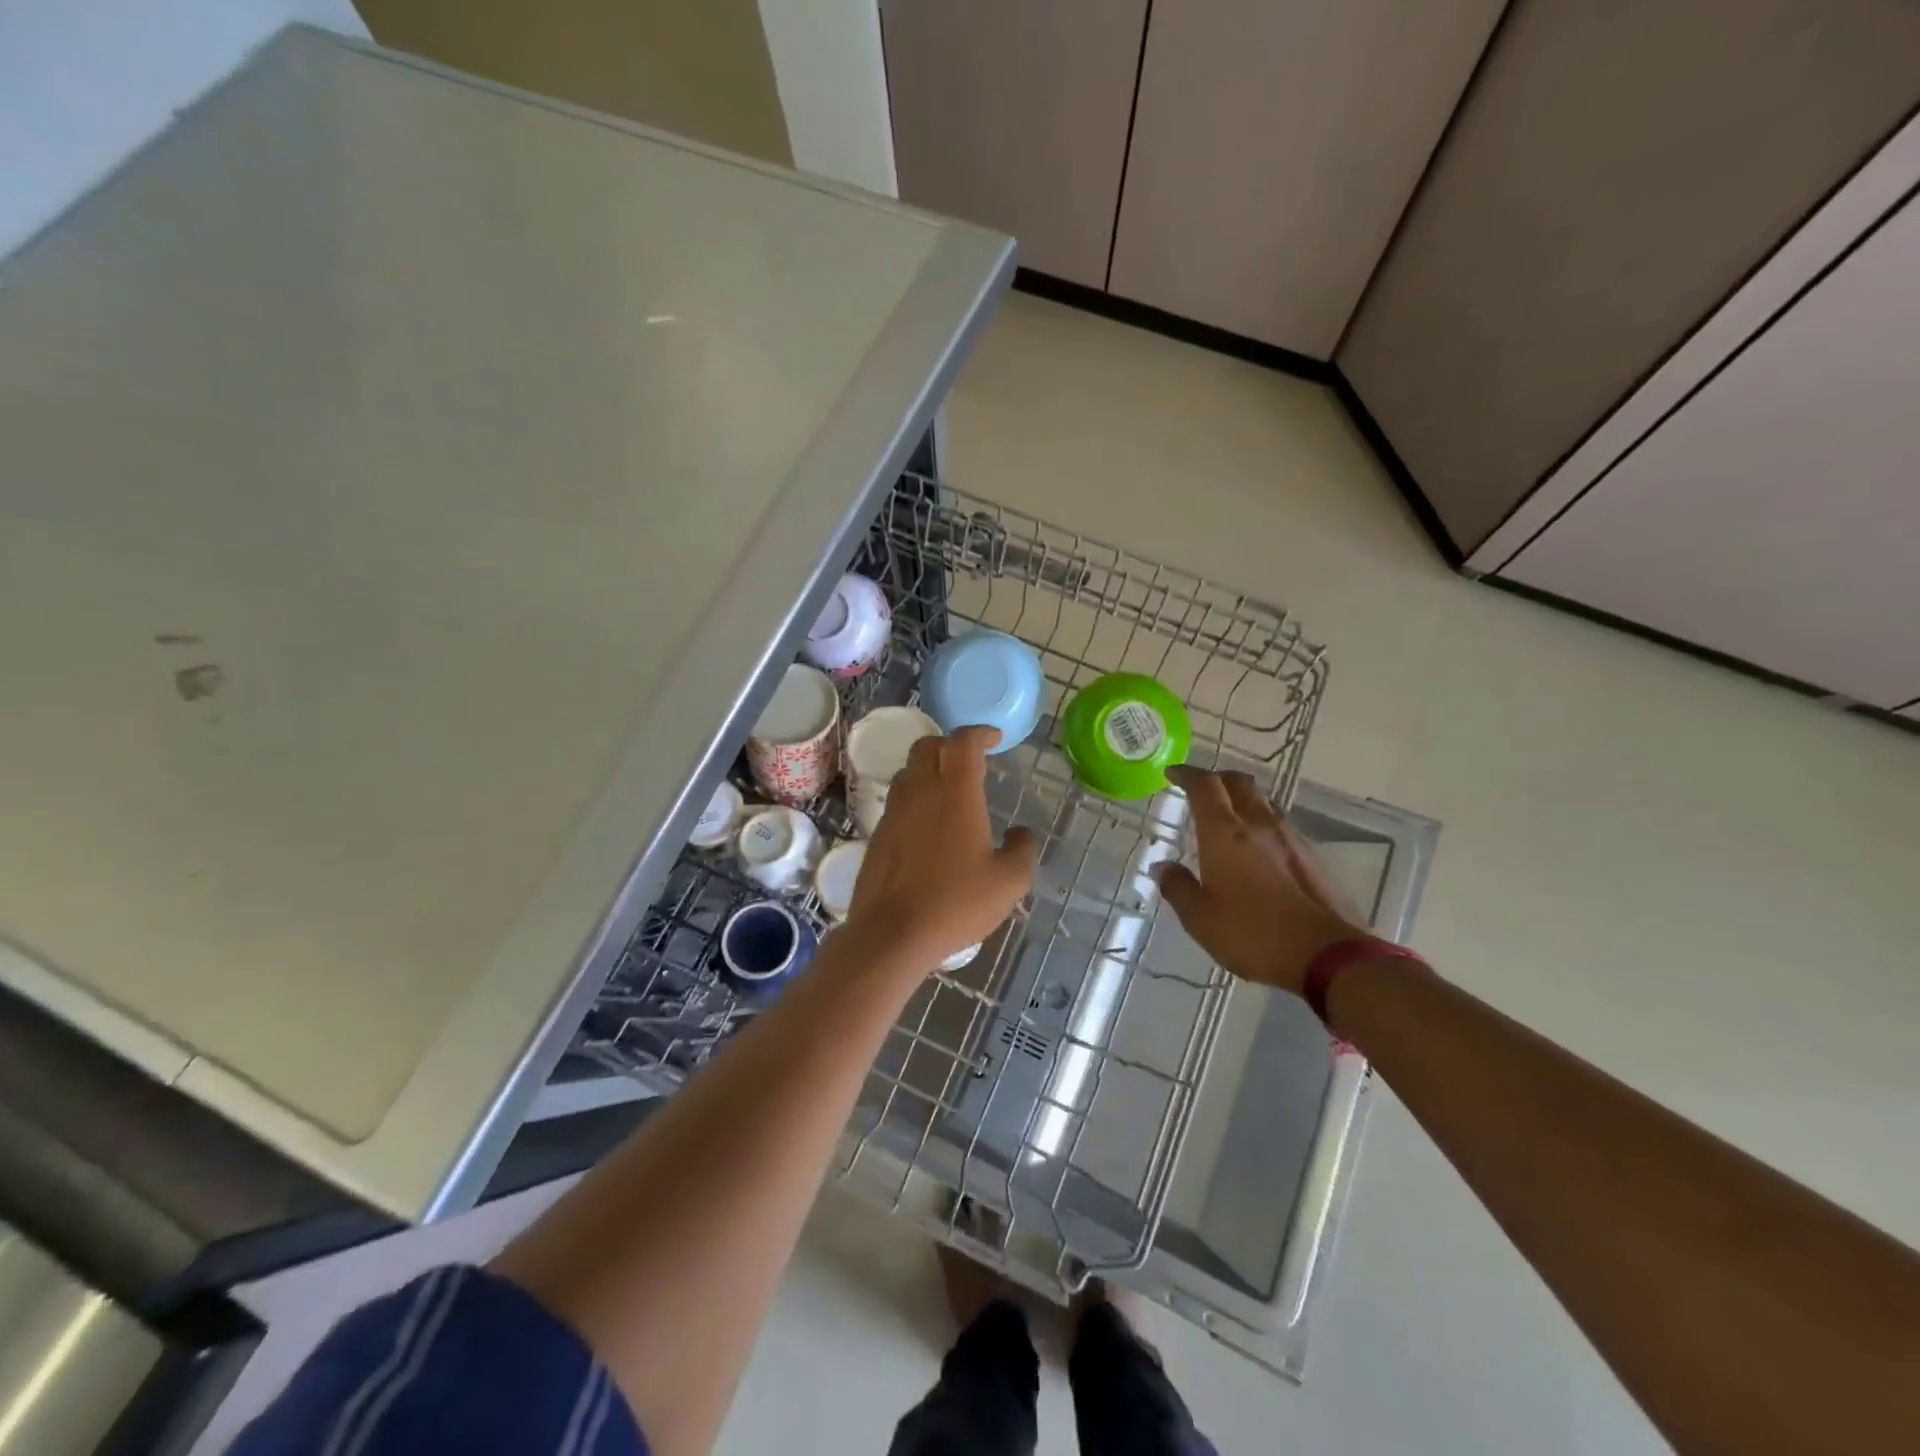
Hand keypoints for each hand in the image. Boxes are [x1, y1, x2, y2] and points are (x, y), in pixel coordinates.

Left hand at [846, 726, 1038, 971]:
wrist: (891, 933)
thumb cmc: (956, 903)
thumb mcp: (1008, 882)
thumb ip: (1022, 850)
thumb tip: (1022, 834)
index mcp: (955, 793)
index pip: (963, 742)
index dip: (980, 733)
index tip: (994, 738)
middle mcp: (920, 792)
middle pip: (928, 746)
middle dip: (950, 744)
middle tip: (971, 759)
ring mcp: (894, 812)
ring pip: (908, 770)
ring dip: (929, 767)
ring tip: (949, 788)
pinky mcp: (877, 833)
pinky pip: (897, 799)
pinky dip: (915, 796)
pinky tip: (928, 823)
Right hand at [1153, 767, 1366, 994]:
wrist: (1327, 954)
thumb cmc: (1253, 933)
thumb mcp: (1200, 918)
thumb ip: (1178, 887)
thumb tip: (1162, 867)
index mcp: (1224, 833)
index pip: (1204, 786)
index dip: (1186, 774)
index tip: (1172, 773)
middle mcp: (1258, 824)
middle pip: (1239, 783)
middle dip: (1217, 779)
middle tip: (1201, 789)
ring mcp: (1290, 838)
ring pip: (1263, 801)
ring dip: (1242, 799)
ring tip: (1228, 816)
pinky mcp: (1311, 856)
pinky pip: (1280, 825)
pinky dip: (1262, 823)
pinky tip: (1258, 847)